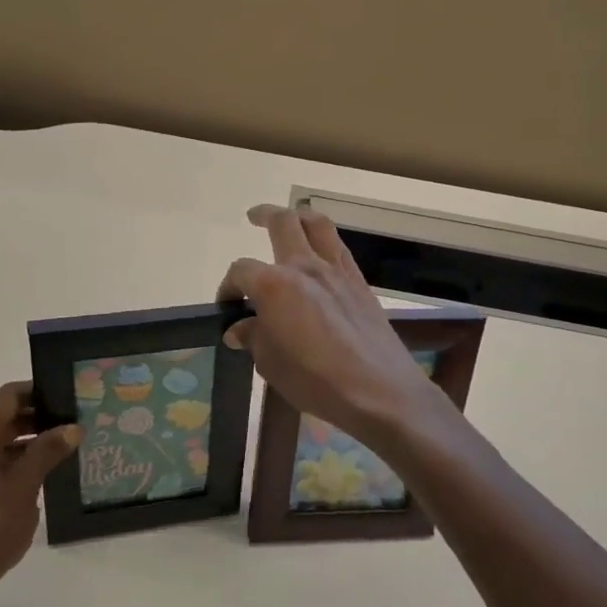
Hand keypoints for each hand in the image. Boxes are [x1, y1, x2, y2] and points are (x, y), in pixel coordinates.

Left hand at [0, 382, 78, 604]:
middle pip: (1, 415)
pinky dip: (12, 457)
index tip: (66, 395)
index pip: (7, 396)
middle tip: (71, 420)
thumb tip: (72, 427)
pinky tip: (39, 470)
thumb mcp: (24, 487)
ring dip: (26, 438)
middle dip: (36, 416)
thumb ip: (47, 452)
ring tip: (62, 445)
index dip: (37, 391)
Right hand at [219, 205, 447, 451]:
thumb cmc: (315, 380)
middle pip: (282, 223)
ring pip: (318, 224)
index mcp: (274, 285)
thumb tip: (239, 328)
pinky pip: (339, 247)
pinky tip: (320, 255)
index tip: (228, 306)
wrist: (378, 391)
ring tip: (291, 220)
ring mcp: (336, 271)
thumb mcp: (270, 363)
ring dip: (299, 216)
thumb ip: (254, 337)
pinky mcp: (359, 282)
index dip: (228, 286)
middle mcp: (305, 267)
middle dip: (263, 215)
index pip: (241, 271)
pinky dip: (325, 241)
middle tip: (253, 217)